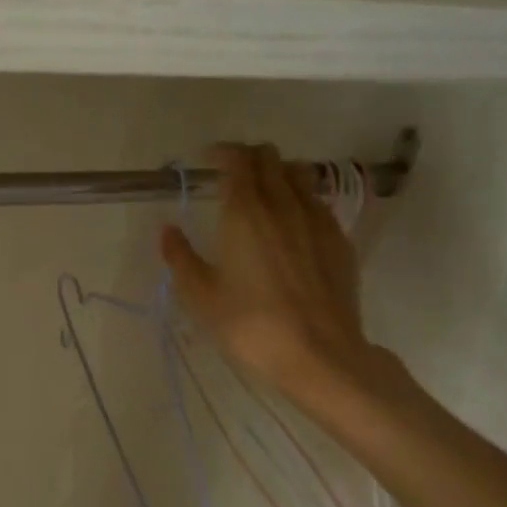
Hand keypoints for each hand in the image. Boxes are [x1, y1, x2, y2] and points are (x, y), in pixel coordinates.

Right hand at [161, 142, 394, 410]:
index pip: (237, 159)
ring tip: (264, 195)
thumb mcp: (201, 296)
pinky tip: (292, 227)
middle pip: (270, 157)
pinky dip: (301, 200)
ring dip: (279, 173)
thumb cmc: (250, 324)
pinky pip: (318, 202)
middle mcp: (283, 204)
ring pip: (299, 174)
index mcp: (244, 211)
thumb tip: (168, 230)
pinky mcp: (339, 240)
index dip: (222, 153)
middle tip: (231, 177)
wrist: (320, 354)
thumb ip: (180, 257)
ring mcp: (317, 219)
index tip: (208, 161)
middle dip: (249, 158)